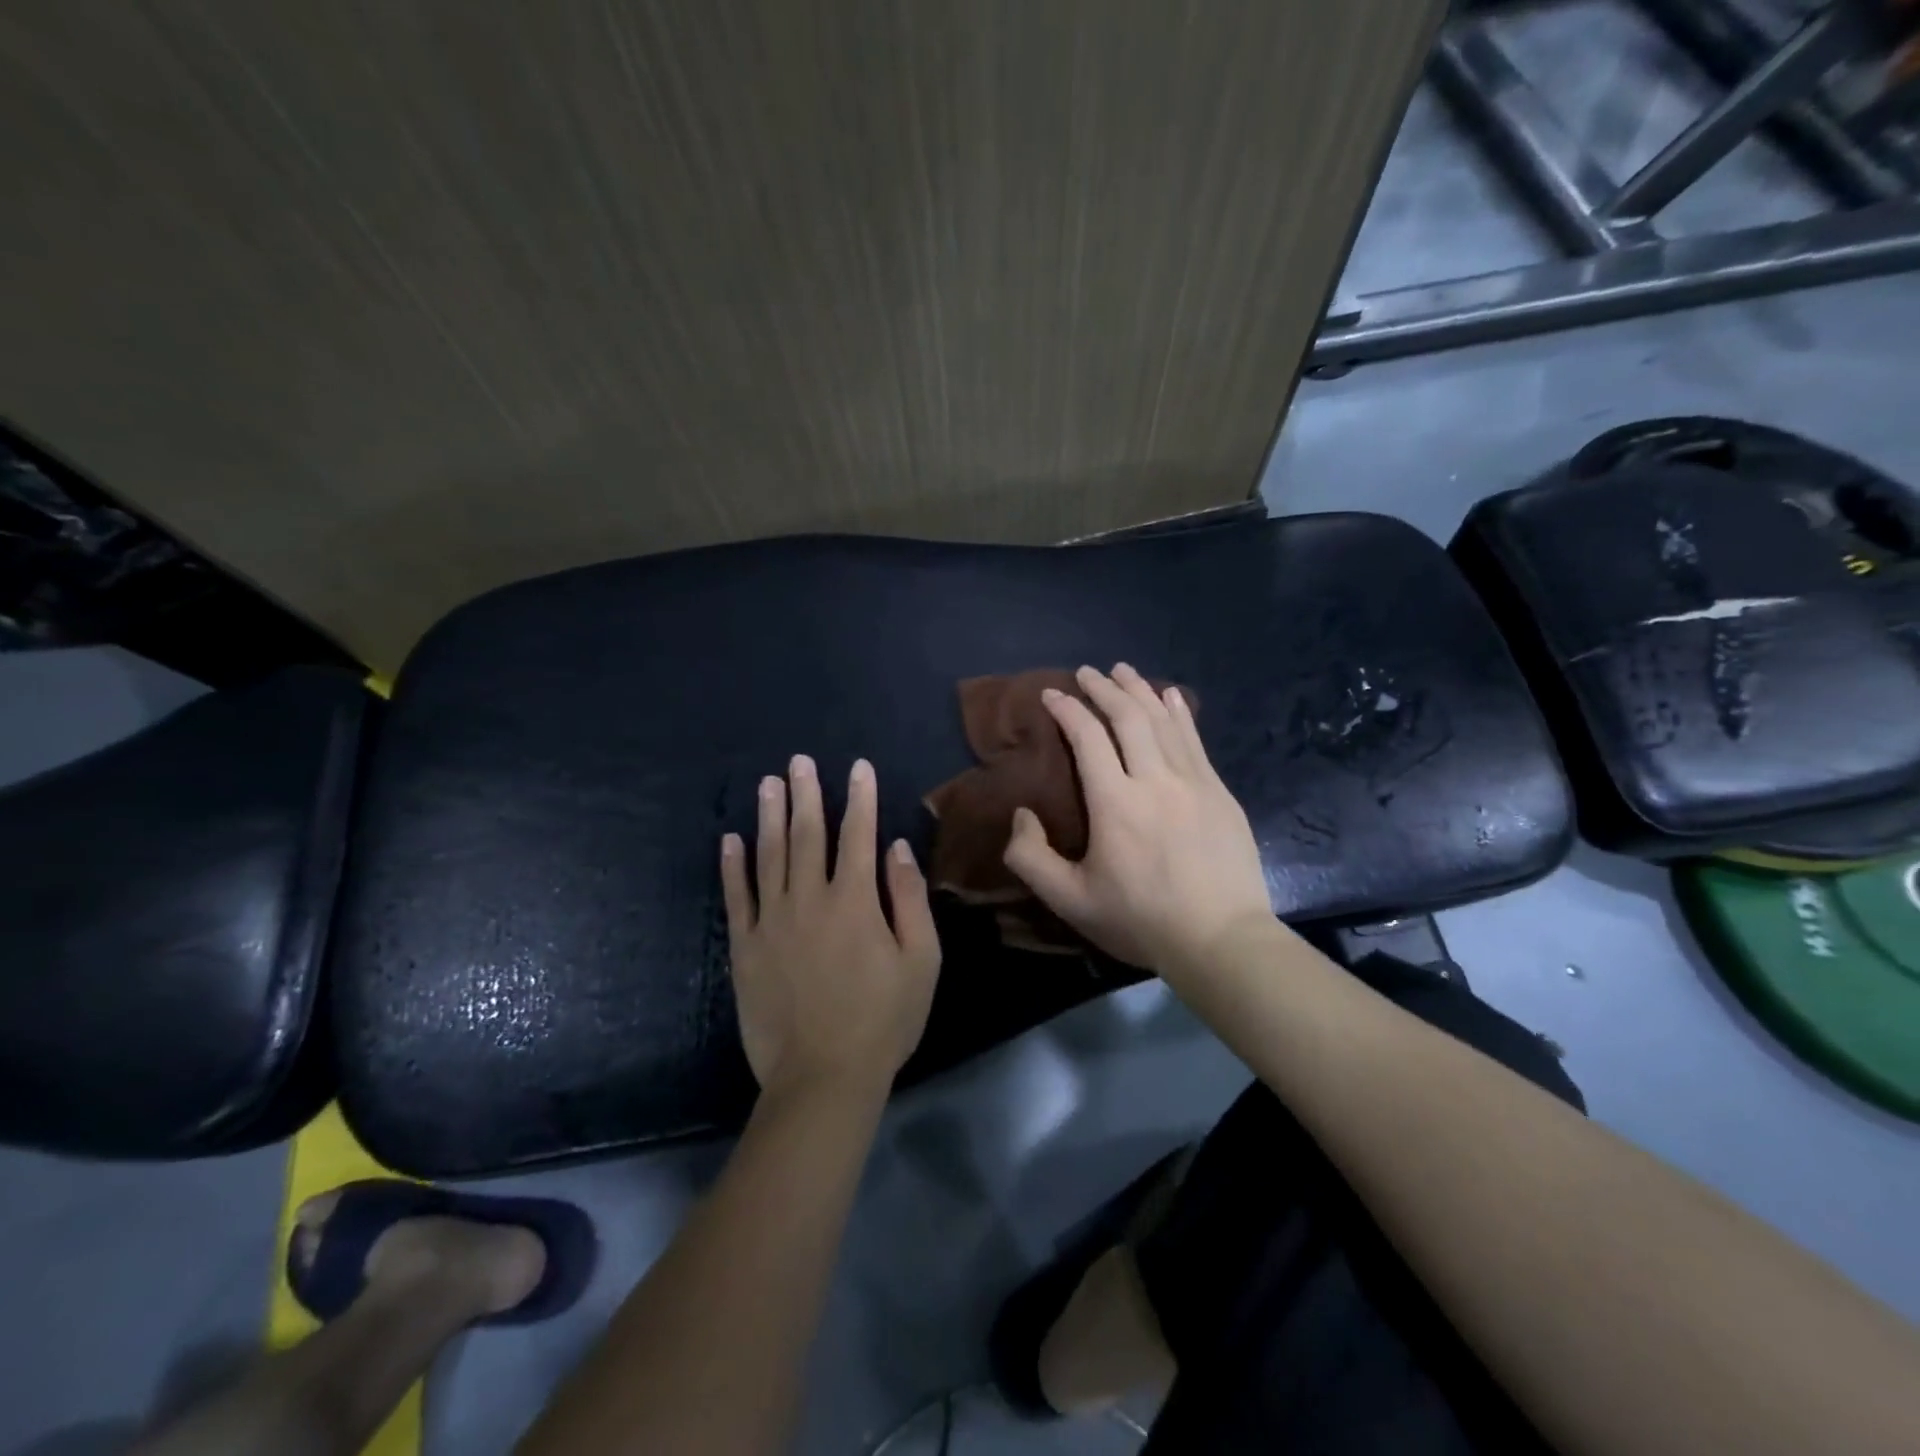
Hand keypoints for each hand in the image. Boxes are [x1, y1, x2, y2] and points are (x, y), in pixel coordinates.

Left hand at [721, 755, 940, 1103]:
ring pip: (769, 856)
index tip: (858, 767)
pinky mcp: (744, 947)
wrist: (823, 1076)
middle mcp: (809, 900)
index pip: (858, 836)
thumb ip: (910, 900)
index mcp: (855, 902)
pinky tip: (730, 839)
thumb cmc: (883, 1020)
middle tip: (799, 761)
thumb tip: (897, 849)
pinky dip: (732, 866)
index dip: (860, 798)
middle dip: (807, 794)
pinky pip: (736, 897)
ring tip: (768, 784)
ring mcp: (771, 922)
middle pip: (807, 835)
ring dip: (769, 816)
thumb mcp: (921, 961)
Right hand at [1002, 664, 1273, 978]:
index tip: (1051, 694)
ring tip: (1124, 671)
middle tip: (1087, 672)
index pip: (1087, 738)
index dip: (1067, 710)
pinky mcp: (1220, 792)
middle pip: (1128, 717)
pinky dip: (1179, 712)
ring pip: (1164, 721)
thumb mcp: (1070, 901)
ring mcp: (1194, 782)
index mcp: (1115, 803)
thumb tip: (1021, 815)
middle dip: (1104, 689)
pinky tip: (1171, 696)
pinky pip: (1195, 739)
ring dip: (1141, 690)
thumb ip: (1031, 859)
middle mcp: (1155, 780)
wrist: (1221, 940)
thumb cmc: (1141, 920)